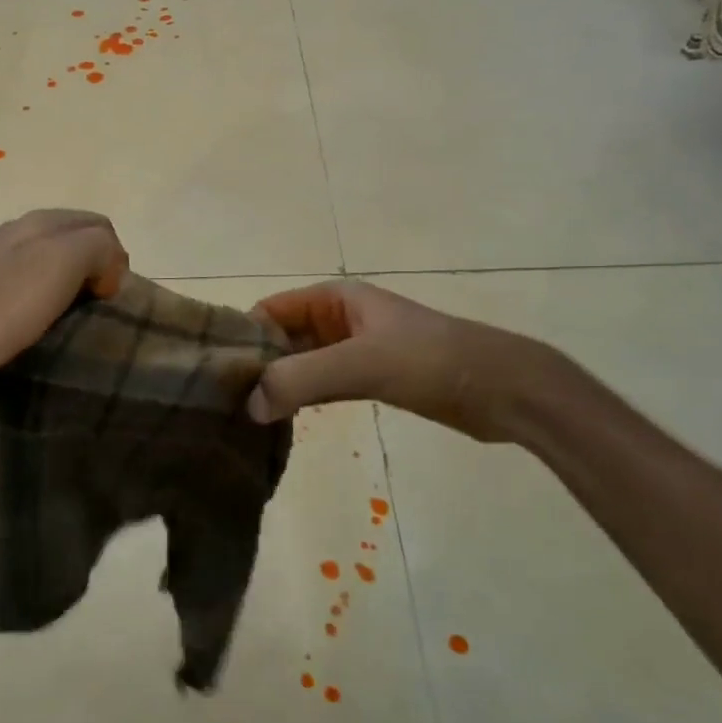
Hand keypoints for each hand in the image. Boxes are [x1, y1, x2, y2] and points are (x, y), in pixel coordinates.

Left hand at [0, 210, 128, 400]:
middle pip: (75, 245)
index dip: (115, 261)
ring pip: (50, 269)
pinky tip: (34, 331)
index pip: (101, 227)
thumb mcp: (60, 264)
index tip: (107, 300)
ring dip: (66, 294)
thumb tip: (106, 266)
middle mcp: (18, 234)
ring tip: (67, 328)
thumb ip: (97, 247)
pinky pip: (24, 292)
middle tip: (93, 315)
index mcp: (42, 222)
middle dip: (93, 275)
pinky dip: (40, 308)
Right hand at [246, 280, 556, 442]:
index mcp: (334, 299)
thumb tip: (249, 407)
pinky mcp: (370, 379)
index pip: (270, 310)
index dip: (243, 336)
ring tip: (244, 416)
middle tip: (225, 403)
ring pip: (300, 364)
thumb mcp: (362, 363)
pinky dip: (302, 399)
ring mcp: (354, 350)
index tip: (218, 374)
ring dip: (278, 385)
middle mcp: (337, 319)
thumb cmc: (431, 361)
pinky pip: (322, 385)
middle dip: (257, 365)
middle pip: (281, 338)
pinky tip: (282, 423)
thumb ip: (302, 379)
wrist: (504, 389)